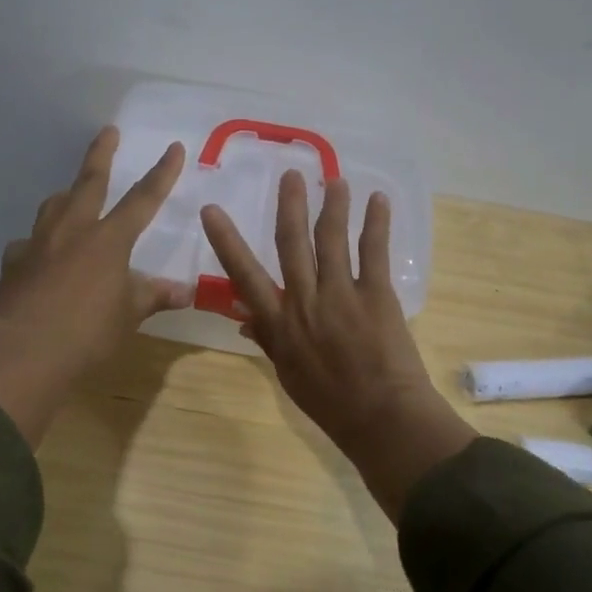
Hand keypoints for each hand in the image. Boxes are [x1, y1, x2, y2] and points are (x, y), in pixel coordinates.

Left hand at [0, 126, 189, 444]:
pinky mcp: (14, 261)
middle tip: (108, 131)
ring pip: (54, 206)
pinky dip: (40, 244)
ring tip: (72, 195)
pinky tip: (41, 255)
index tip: (174, 147)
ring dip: (67, 196)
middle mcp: (73, 230)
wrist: (24, 351)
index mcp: (109, 239)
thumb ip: (153, 296)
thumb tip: (184, 292)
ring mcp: (39, 242)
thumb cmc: (87, 333)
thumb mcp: (128, 316)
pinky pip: (30, 243)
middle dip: (101, 154)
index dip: (162, 173)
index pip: (143, 199)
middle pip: (89, 181)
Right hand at [201, 172, 474, 522]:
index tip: (212, 211)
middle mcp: (304, 300)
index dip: (227, 241)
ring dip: (332, 204)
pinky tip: (377, 200)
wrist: (380, 416)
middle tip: (290, 175)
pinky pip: (373, 252)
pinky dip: (375, 223)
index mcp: (278, 323)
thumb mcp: (287, 374)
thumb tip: (243, 318)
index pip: (244, 275)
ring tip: (333, 178)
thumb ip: (267, 339)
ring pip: (331, 239)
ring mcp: (341, 294)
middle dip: (289, 205)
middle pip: (292, 243)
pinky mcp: (376, 295)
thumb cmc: (329, 402)